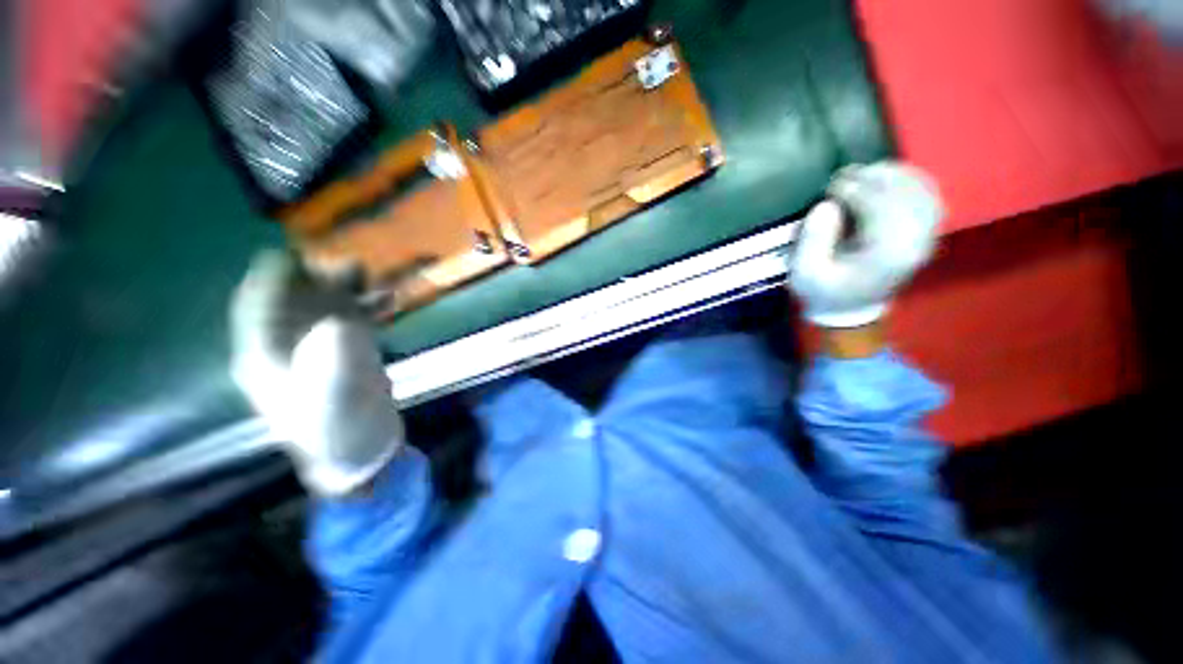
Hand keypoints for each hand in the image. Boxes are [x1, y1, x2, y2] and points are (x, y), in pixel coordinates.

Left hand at [230, 251, 403, 495]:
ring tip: (367, 276)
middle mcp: (286, 351)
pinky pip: (351, 322)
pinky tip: (387, 301)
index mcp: (265, 359)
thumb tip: (342, 321)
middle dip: (318, 282)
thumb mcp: (334, 397)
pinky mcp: (344, 357)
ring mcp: (317, 354)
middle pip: (295, 305)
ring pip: (325, 311)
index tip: (291, 255)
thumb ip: (336, 358)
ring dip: (346, 293)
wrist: (358, 453)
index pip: (258, 309)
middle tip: (347, 265)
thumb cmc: (338, 430)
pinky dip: (368, 310)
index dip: (271, 280)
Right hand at [789, 161, 942, 327]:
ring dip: (892, 175)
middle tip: (843, 175)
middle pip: (903, 194)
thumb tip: (826, 205)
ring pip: (920, 190)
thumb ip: (813, 241)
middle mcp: (915, 241)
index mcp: (887, 254)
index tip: (829, 186)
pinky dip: (909, 180)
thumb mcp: (806, 274)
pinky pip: (927, 195)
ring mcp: (926, 235)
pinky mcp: (926, 231)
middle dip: (871, 178)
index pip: (879, 207)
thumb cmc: (824, 291)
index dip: (854, 190)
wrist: (851, 309)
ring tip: (863, 172)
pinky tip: (887, 178)